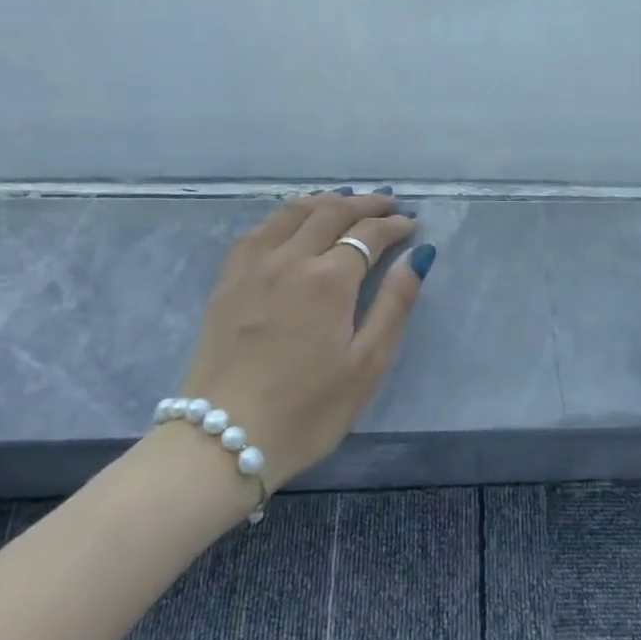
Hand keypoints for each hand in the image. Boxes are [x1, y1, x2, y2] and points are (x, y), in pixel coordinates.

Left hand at [174, 191, 433, 493]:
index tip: (412, 225)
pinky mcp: (228, 280)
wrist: (223, 438)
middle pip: (332, 212)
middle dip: (366, 204)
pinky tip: (293, 222)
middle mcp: (290, 258)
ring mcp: (253, 265)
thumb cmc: (308, 409)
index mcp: (329, 279)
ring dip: (326, 201)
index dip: (394, 225)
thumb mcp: (366, 365)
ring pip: (293, 212)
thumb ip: (395, 304)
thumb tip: (417, 256)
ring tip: (347, 202)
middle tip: (389, 204)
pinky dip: (286, 215)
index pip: (369, 233)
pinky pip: (259, 229)